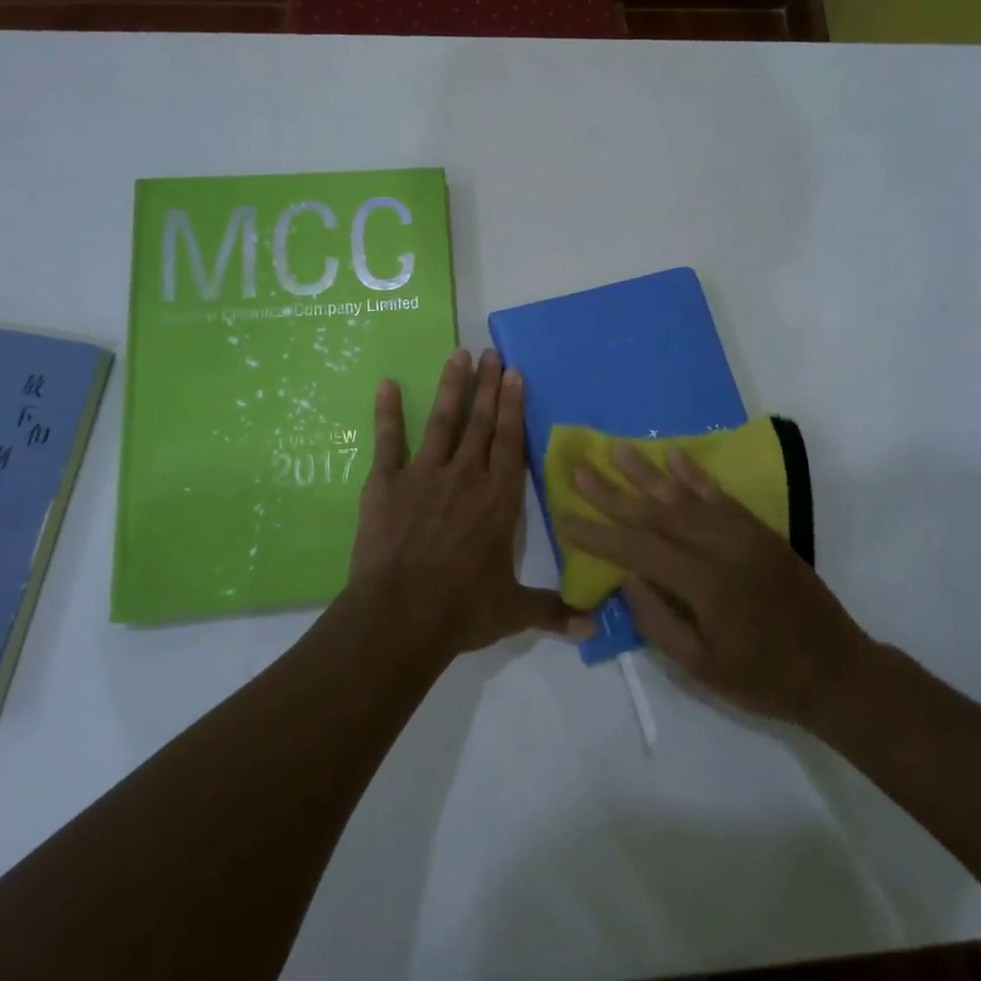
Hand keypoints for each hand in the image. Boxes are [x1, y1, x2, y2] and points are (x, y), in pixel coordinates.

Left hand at [348, 348, 593, 657]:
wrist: (401, 616)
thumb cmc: (462, 609)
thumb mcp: (513, 611)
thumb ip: (553, 611)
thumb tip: (594, 628)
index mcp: (499, 499)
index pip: (510, 441)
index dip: (514, 405)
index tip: (514, 373)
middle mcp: (466, 476)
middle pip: (481, 421)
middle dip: (488, 385)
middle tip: (491, 353)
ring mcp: (425, 475)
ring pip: (443, 421)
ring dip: (452, 387)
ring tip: (457, 355)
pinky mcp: (387, 483)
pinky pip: (388, 441)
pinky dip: (387, 412)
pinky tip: (386, 385)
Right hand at [559, 445, 869, 727]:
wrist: (836, 669)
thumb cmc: (764, 678)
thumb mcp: (702, 668)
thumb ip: (659, 622)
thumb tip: (626, 578)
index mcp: (704, 584)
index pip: (639, 549)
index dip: (599, 533)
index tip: (565, 516)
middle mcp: (721, 547)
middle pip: (656, 512)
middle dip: (613, 491)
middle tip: (580, 468)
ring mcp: (743, 533)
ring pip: (686, 495)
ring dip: (648, 471)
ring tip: (617, 450)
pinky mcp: (759, 530)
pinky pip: (720, 494)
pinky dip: (695, 474)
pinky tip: (676, 456)